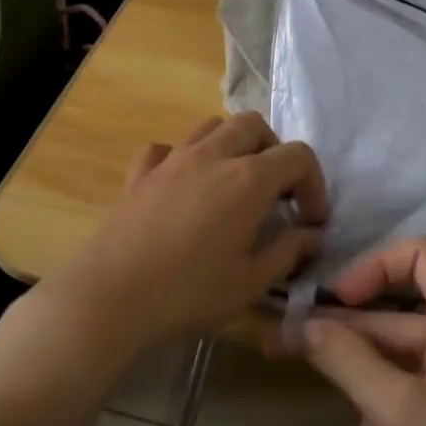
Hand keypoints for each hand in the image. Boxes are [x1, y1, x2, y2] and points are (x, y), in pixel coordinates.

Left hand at [38, 112, 327, 356]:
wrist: (111, 299)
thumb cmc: (189, 293)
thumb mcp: (252, 282)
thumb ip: (288, 251)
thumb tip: (311, 235)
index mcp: (248, 179)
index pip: (298, 156)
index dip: (314, 185)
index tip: (310, 222)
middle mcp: (212, 156)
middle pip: (254, 126)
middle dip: (274, 153)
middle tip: (275, 194)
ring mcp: (171, 160)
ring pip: (211, 127)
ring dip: (232, 146)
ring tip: (234, 185)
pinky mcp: (139, 174)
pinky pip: (166, 148)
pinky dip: (182, 158)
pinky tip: (183, 187)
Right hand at [293, 237, 425, 425]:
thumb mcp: (400, 411)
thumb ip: (348, 360)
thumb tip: (306, 324)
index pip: (419, 255)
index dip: (372, 267)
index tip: (332, 302)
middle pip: (393, 324)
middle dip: (345, 359)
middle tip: (279, 356)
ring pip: (398, 379)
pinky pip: (417, 411)